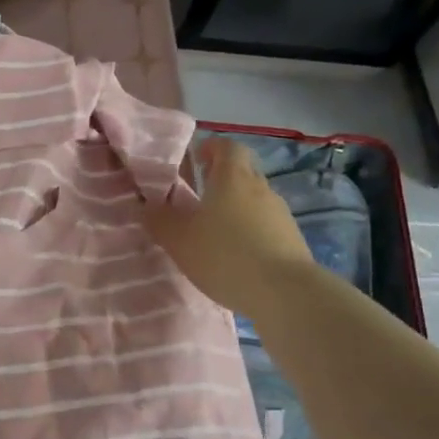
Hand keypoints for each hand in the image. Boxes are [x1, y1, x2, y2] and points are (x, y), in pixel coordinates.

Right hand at [145, 136, 312, 312]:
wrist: (284, 292)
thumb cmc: (224, 255)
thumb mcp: (178, 239)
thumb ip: (159, 219)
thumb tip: (147, 205)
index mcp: (232, 178)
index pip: (227, 146)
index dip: (212, 148)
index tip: (197, 159)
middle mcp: (260, 188)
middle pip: (243, 171)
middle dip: (222, 178)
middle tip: (200, 196)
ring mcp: (280, 213)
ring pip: (255, 199)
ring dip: (237, 207)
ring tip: (216, 231)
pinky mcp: (292, 239)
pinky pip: (266, 224)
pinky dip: (251, 231)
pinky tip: (238, 255)